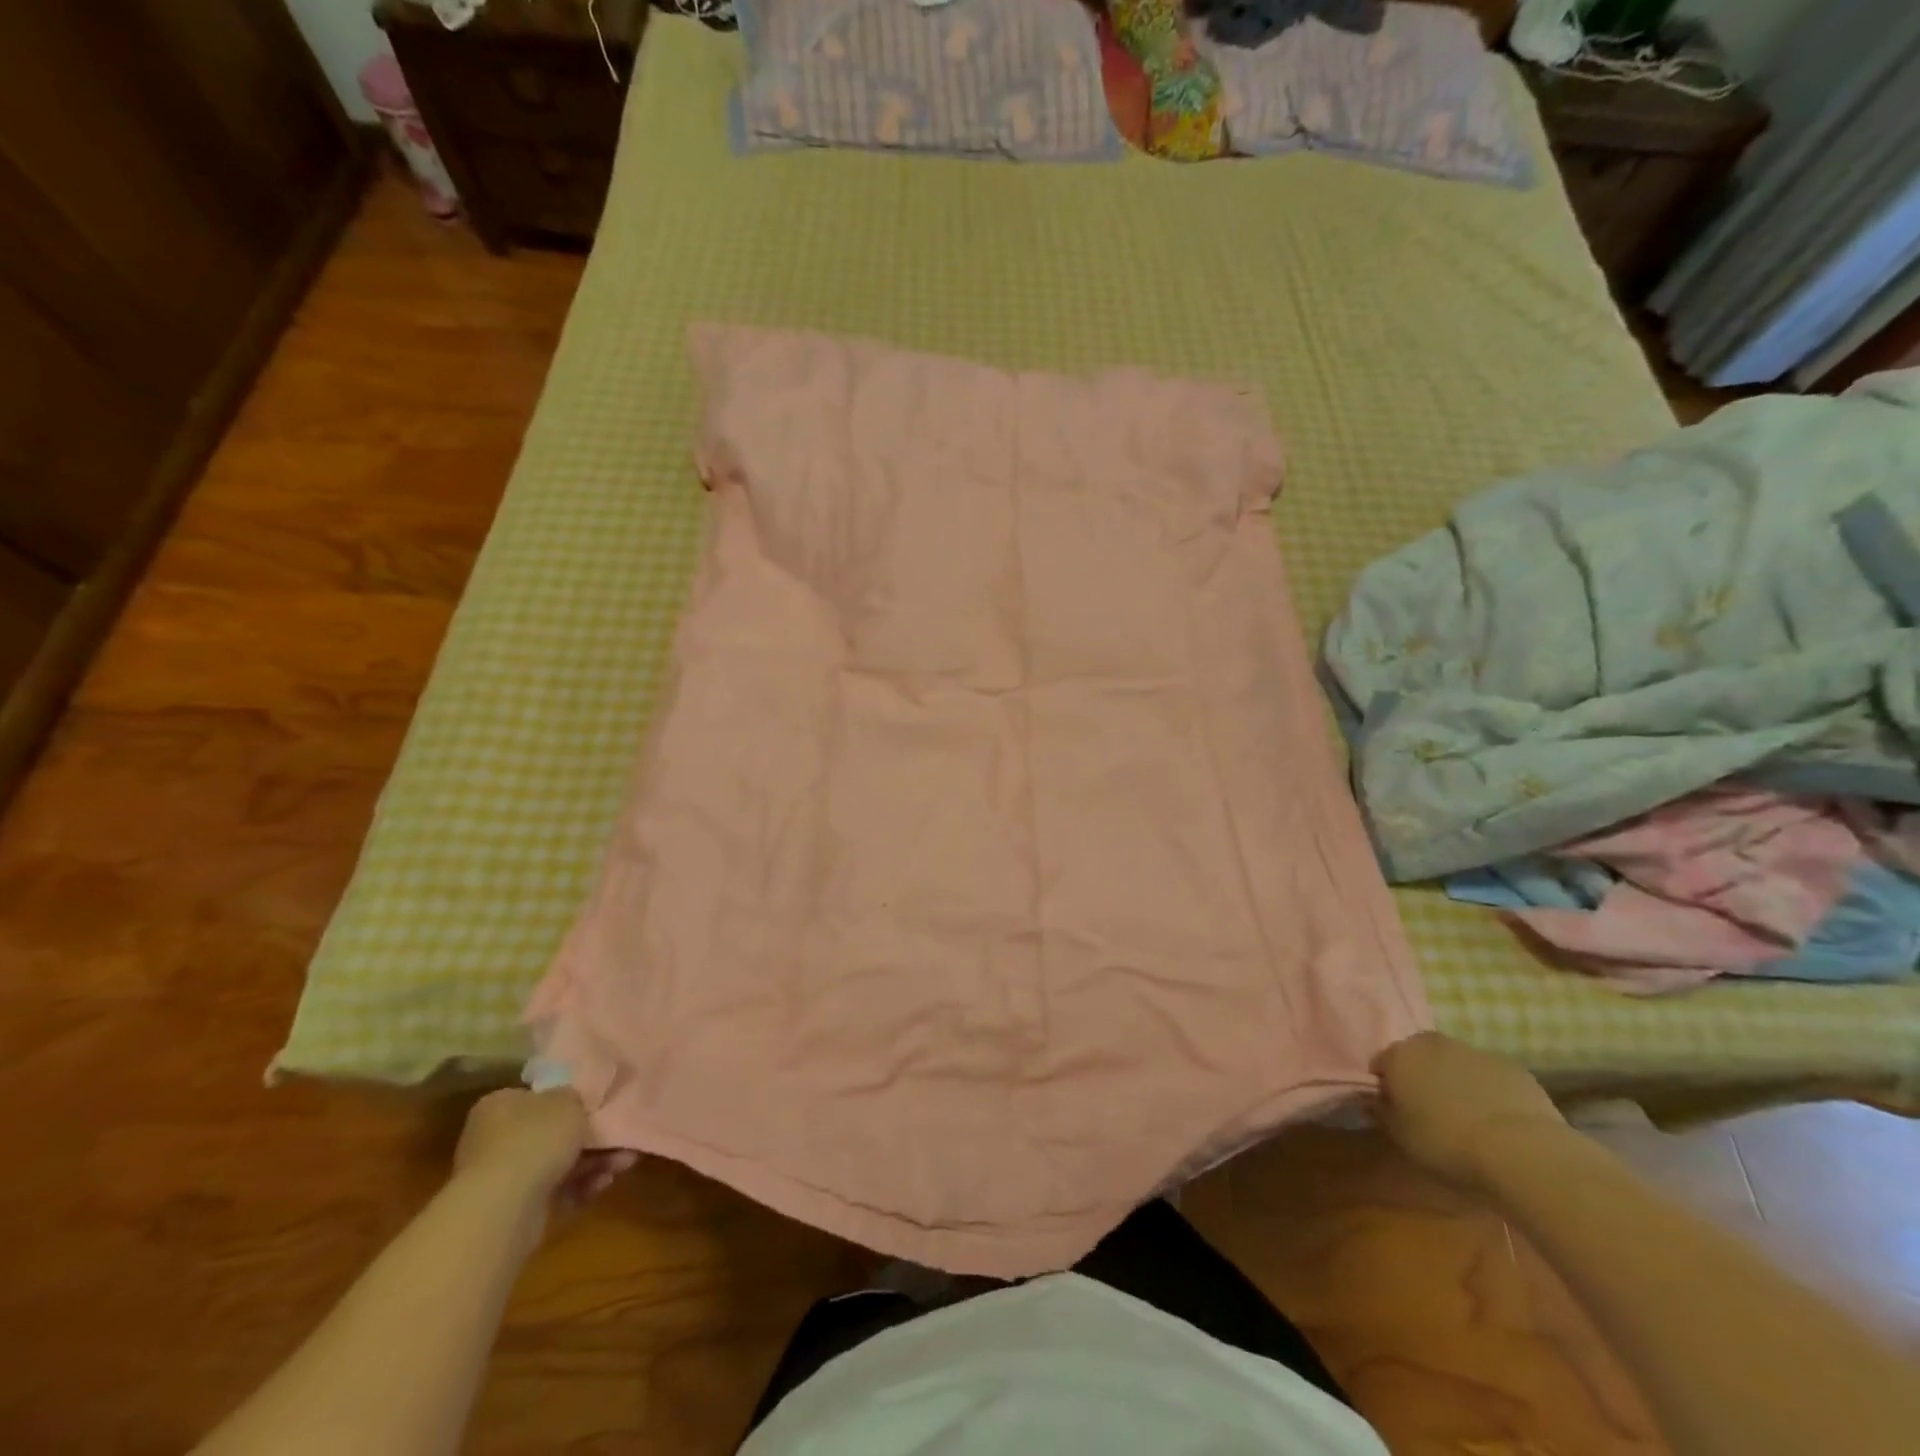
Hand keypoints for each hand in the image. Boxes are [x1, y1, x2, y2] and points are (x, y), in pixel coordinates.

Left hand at [453, 1088, 633, 1208]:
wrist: (503, 1208)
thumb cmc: (535, 1139)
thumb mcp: (568, 1100)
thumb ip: (575, 1096)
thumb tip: (574, 1100)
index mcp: (500, 1105)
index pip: (537, 1096)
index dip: (569, 1099)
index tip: (599, 1104)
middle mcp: (495, 1139)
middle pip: (551, 1132)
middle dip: (591, 1136)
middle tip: (622, 1135)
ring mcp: (502, 1177)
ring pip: (558, 1162)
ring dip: (594, 1161)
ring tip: (626, 1161)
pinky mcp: (514, 1209)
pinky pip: (555, 1190)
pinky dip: (581, 1186)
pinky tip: (605, 1182)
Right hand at [1372, 1033, 1566, 1188]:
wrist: (1523, 1151)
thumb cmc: (1448, 1143)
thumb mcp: (1401, 1136)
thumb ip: (1382, 1112)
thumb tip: (1376, 1100)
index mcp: (1399, 1056)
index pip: (1381, 1063)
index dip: (1386, 1086)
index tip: (1394, 1109)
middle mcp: (1432, 1044)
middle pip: (1419, 1055)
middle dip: (1421, 1075)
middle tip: (1429, 1109)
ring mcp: (1474, 1051)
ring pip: (1455, 1062)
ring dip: (1455, 1080)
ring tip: (1468, 1117)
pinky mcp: (1512, 1066)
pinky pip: (1490, 1075)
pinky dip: (1488, 1089)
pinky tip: (1498, 1119)